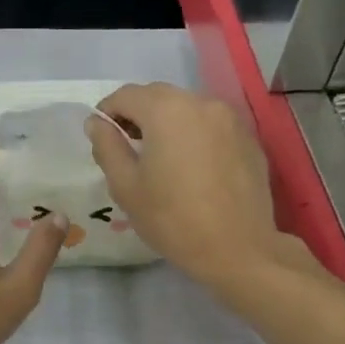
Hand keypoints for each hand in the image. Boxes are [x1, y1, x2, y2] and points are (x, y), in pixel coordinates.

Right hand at [85, 83, 299, 288]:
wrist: (237, 248)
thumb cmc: (172, 219)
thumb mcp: (126, 186)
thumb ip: (107, 147)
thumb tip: (96, 122)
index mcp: (166, 111)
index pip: (126, 95)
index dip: (107, 111)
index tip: (101, 135)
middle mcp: (201, 103)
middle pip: (159, 96)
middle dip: (138, 114)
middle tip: (128, 146)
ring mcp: (230, 119)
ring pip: (187, 108)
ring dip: (167, 123)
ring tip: (160, 157)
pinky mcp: (248, 138)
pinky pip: (211, 125)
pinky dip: (194, 135)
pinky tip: (191, 166)